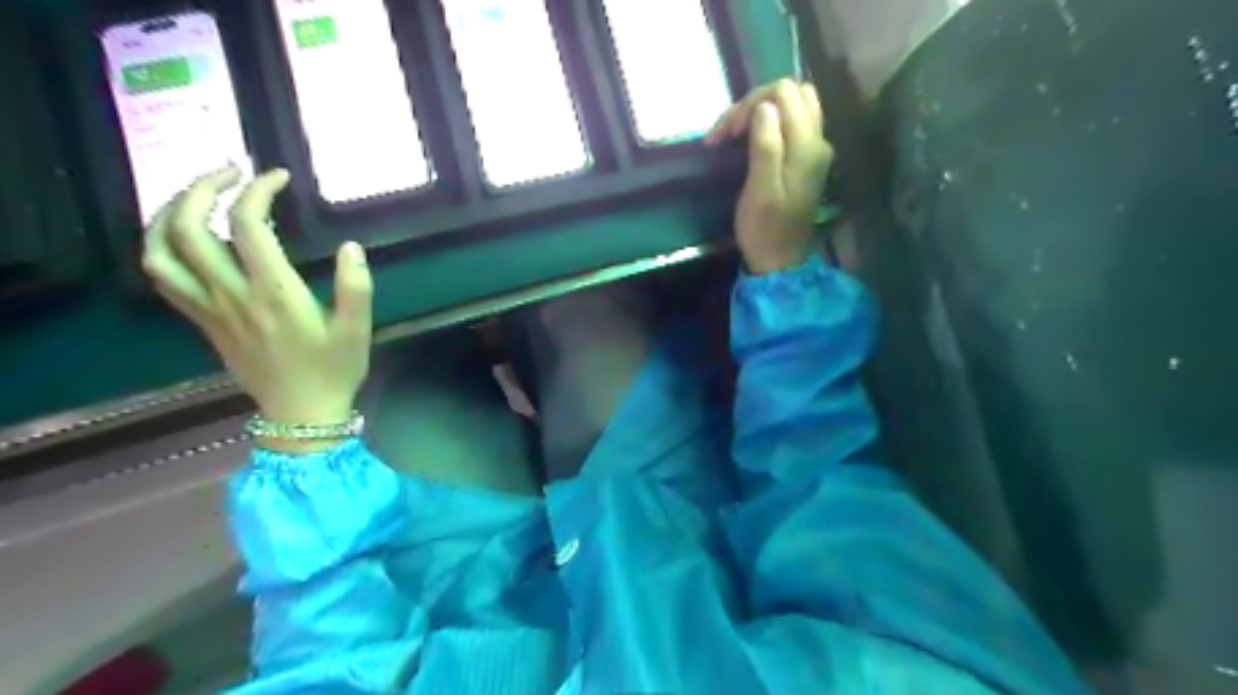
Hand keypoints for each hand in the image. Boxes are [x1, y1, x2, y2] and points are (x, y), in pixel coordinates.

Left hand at [143, 163, 372, 436]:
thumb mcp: (357, 330)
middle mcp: (232, 295)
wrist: (301, 413)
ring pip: (161, 251)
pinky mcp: (202, 320)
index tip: (278, 177)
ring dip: (169, 213)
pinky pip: (163, 277)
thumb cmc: (334, 369)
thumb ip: (356, 287)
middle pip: (189, 228)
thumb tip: (351, 247)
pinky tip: (184, 237)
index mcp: (274, 293)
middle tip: (230, 173)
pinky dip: (162, 246)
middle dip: (201, 188)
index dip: (259, 191)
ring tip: (196, 196)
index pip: (250, 226)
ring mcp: (210, 308)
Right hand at [706, 78, 828, 273]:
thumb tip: (765, 106)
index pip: (783, 93)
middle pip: (792, 93)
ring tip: (734, 133)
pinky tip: (749, 139)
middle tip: (728, 131)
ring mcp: (815, 149)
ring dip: (762, 110)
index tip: (727, 134)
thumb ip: (766, 146)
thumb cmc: (765, 229)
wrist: (780, 260)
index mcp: (807, 146)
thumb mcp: (760, 190)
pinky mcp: (806, 159)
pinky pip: (792, 123)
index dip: (751, 104)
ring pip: (793, 105)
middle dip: (755, 103)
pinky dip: (769, 123)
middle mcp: (818, 140)